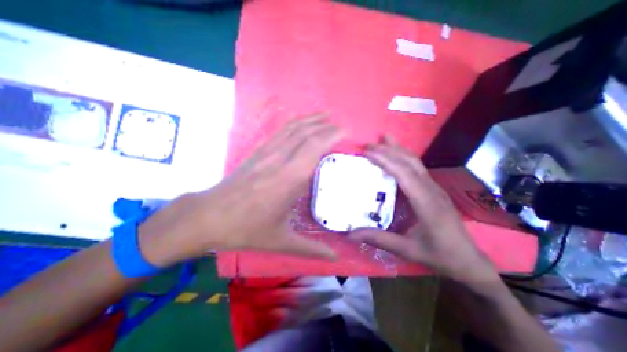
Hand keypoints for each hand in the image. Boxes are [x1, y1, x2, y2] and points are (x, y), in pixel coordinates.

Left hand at [138, 112, 341, 266]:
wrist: (209, 217)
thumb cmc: (246, 230)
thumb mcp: (281, 242)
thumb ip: (311, 250)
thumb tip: (335, 259)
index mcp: (289, 179)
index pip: (315, 147)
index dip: (331, 136)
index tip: (346, 133)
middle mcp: (280, 160)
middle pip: (307, 133)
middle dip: (326, 126)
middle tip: (341, 126)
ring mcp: (267, 152)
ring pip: (293, 128)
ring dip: (311, 119)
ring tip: (325, 115)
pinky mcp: (258, 151)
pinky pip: (280, 131)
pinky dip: (295, 123)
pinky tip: (302, 123)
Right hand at [345, 135, 496, 279]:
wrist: (468, 260)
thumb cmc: (438, 255)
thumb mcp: (406, 250)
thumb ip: (378, 239)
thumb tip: (350, 233)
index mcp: (426, 203)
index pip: (404, 175)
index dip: (385, 161)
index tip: (367, 153)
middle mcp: (431, 190)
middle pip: (410, 163)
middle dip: (388, 151)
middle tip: (368, 145)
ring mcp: (434, 188)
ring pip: (415, 162)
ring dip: (398, 149)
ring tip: (383, 139)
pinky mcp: (434, 189)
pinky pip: (417, 168)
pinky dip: (404, 157)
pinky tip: (397, 155)